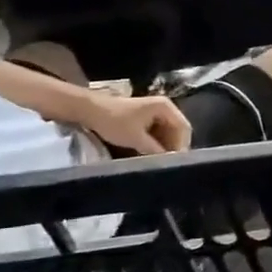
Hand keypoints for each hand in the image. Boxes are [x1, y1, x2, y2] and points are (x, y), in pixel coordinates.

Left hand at [70, 91, 191, 153]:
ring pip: (168, 132)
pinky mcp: (146, 117)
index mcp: (166, 107)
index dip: (182, 146)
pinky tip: (151, 153)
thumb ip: (155, 150)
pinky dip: (157, 142)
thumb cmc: (114, 121)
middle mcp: (165, 107)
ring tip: (160, 160)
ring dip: (165, 146)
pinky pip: (158, 132)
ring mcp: (155, 111)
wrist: (88, 110)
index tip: (177, 162)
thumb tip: (170, 162)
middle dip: (174, 146)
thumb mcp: (136, 138)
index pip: (183, 128)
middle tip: (170, 163)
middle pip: (177, 130)